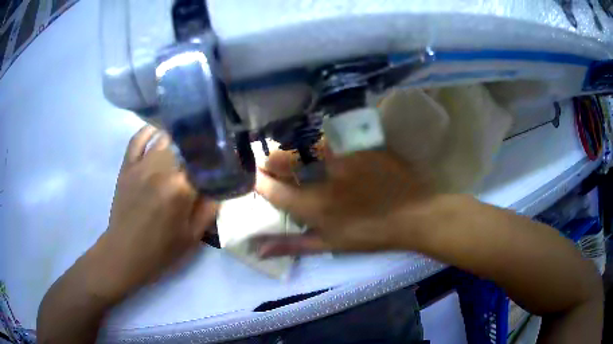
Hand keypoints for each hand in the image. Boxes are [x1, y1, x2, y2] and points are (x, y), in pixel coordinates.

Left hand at [90, 126, 217, 300]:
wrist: (125, 253)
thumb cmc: (161, 250)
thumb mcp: (193, 236)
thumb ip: (210, 208)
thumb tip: (221, 184)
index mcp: (180, 188)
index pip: (206, 161)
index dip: (218, 157)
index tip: (225, 159)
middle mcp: (161, 169)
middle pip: (186, 144)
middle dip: (200, 146)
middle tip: (207, 152)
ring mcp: (141, 164)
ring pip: (165, 139)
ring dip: (179, 138)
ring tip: (189, 140)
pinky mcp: (127, 165)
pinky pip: (138, 139)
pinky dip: (149, 131)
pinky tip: (159, 131)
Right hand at [253, 147, 432, 256]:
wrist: (414, 214)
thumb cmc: (371, 233)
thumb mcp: (331, 244)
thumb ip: (293, 245)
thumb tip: (258, 249)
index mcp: (315, 207)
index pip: (274, 190)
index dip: (258, 182)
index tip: (253, 176)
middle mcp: (325, 178)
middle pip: (286, 160)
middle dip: (272, 160)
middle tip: (271, 162)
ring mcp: (345, 157)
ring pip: (307, 144)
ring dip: (295, 148)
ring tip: (295, 153)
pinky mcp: (361, 144)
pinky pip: (332, 137)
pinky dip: (321, 141)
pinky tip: (323, 146)